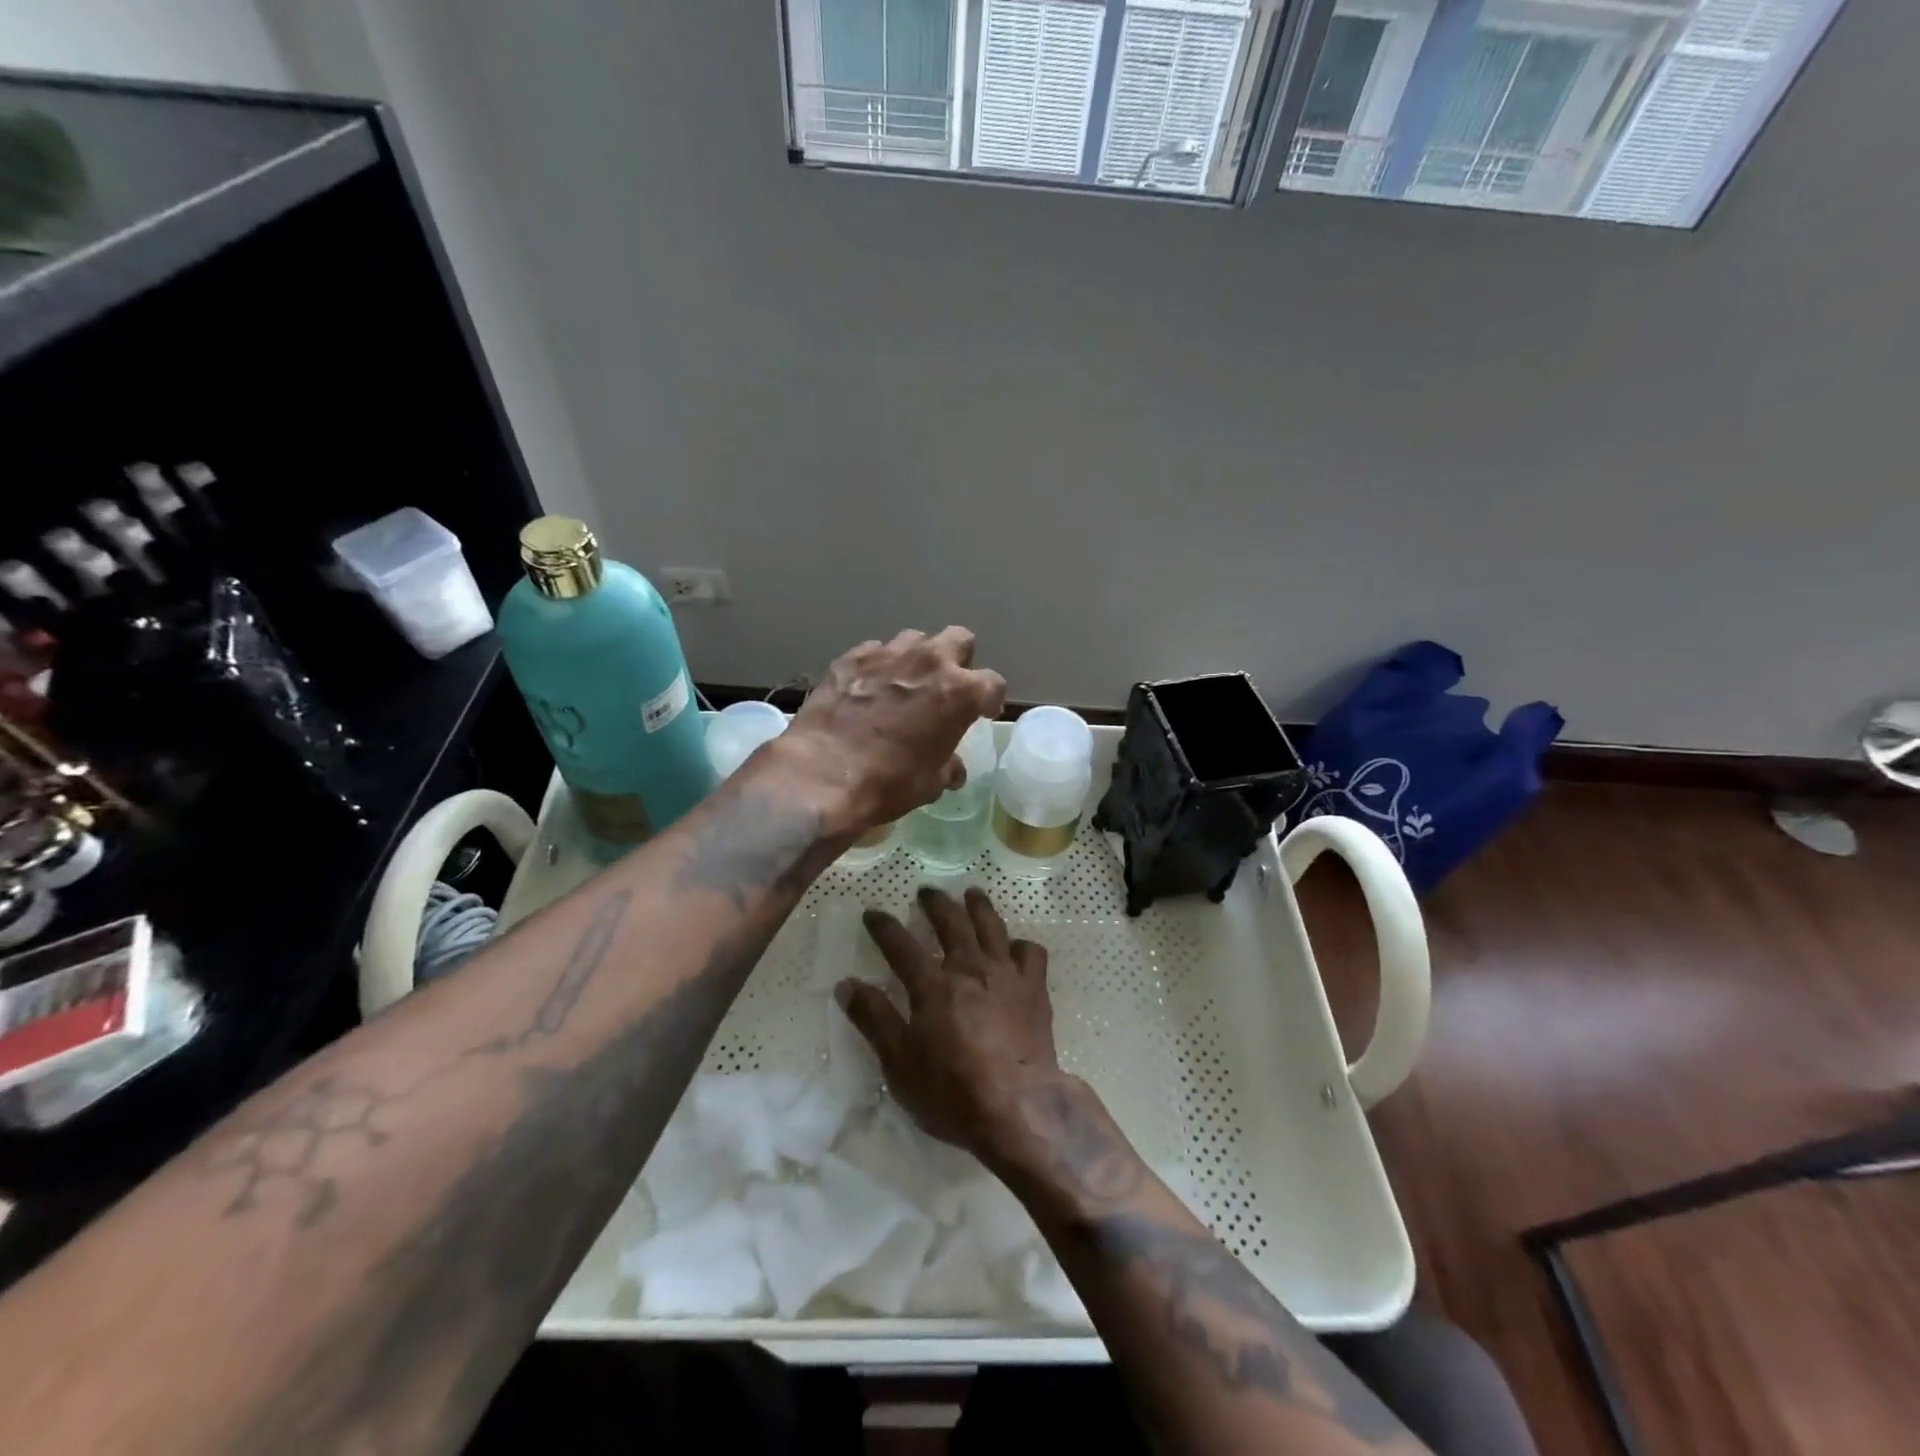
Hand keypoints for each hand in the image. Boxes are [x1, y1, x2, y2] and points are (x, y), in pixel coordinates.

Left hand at [776, 628, 1006, 836]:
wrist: (822, 775)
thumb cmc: (888, 783)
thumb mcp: (930, 783)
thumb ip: (947, 767)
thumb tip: (952, 769)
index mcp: (959, 692)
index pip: (993, 683)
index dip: (990, 700)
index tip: (982, 713)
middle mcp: (929, 662)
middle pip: (959, 639)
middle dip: (958, 660)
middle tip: (946, 687)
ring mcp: (887, 654)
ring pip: (915, 639)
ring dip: (917, 658)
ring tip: (905, 683)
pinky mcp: (850, 657)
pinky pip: (874, 651)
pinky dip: (878, 666)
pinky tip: (867, 688)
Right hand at [837, 887, 1074, 1167]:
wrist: (1019, 1108)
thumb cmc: (952, 1092)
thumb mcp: (899, 1064)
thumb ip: (873, 1020)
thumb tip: (846, 984)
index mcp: (932, 985)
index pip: (901, 945)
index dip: (884, 927)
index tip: (873, 914)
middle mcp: (969, 968)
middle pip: (951, 923)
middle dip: (936, 903)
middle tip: (927, 891)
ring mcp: (1005, 975)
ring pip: (991, 926)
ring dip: (978, 906)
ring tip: (972, 893)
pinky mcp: (1035, 989)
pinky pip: (1030, 953)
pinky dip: (1020, 945)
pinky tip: (1015, 948)